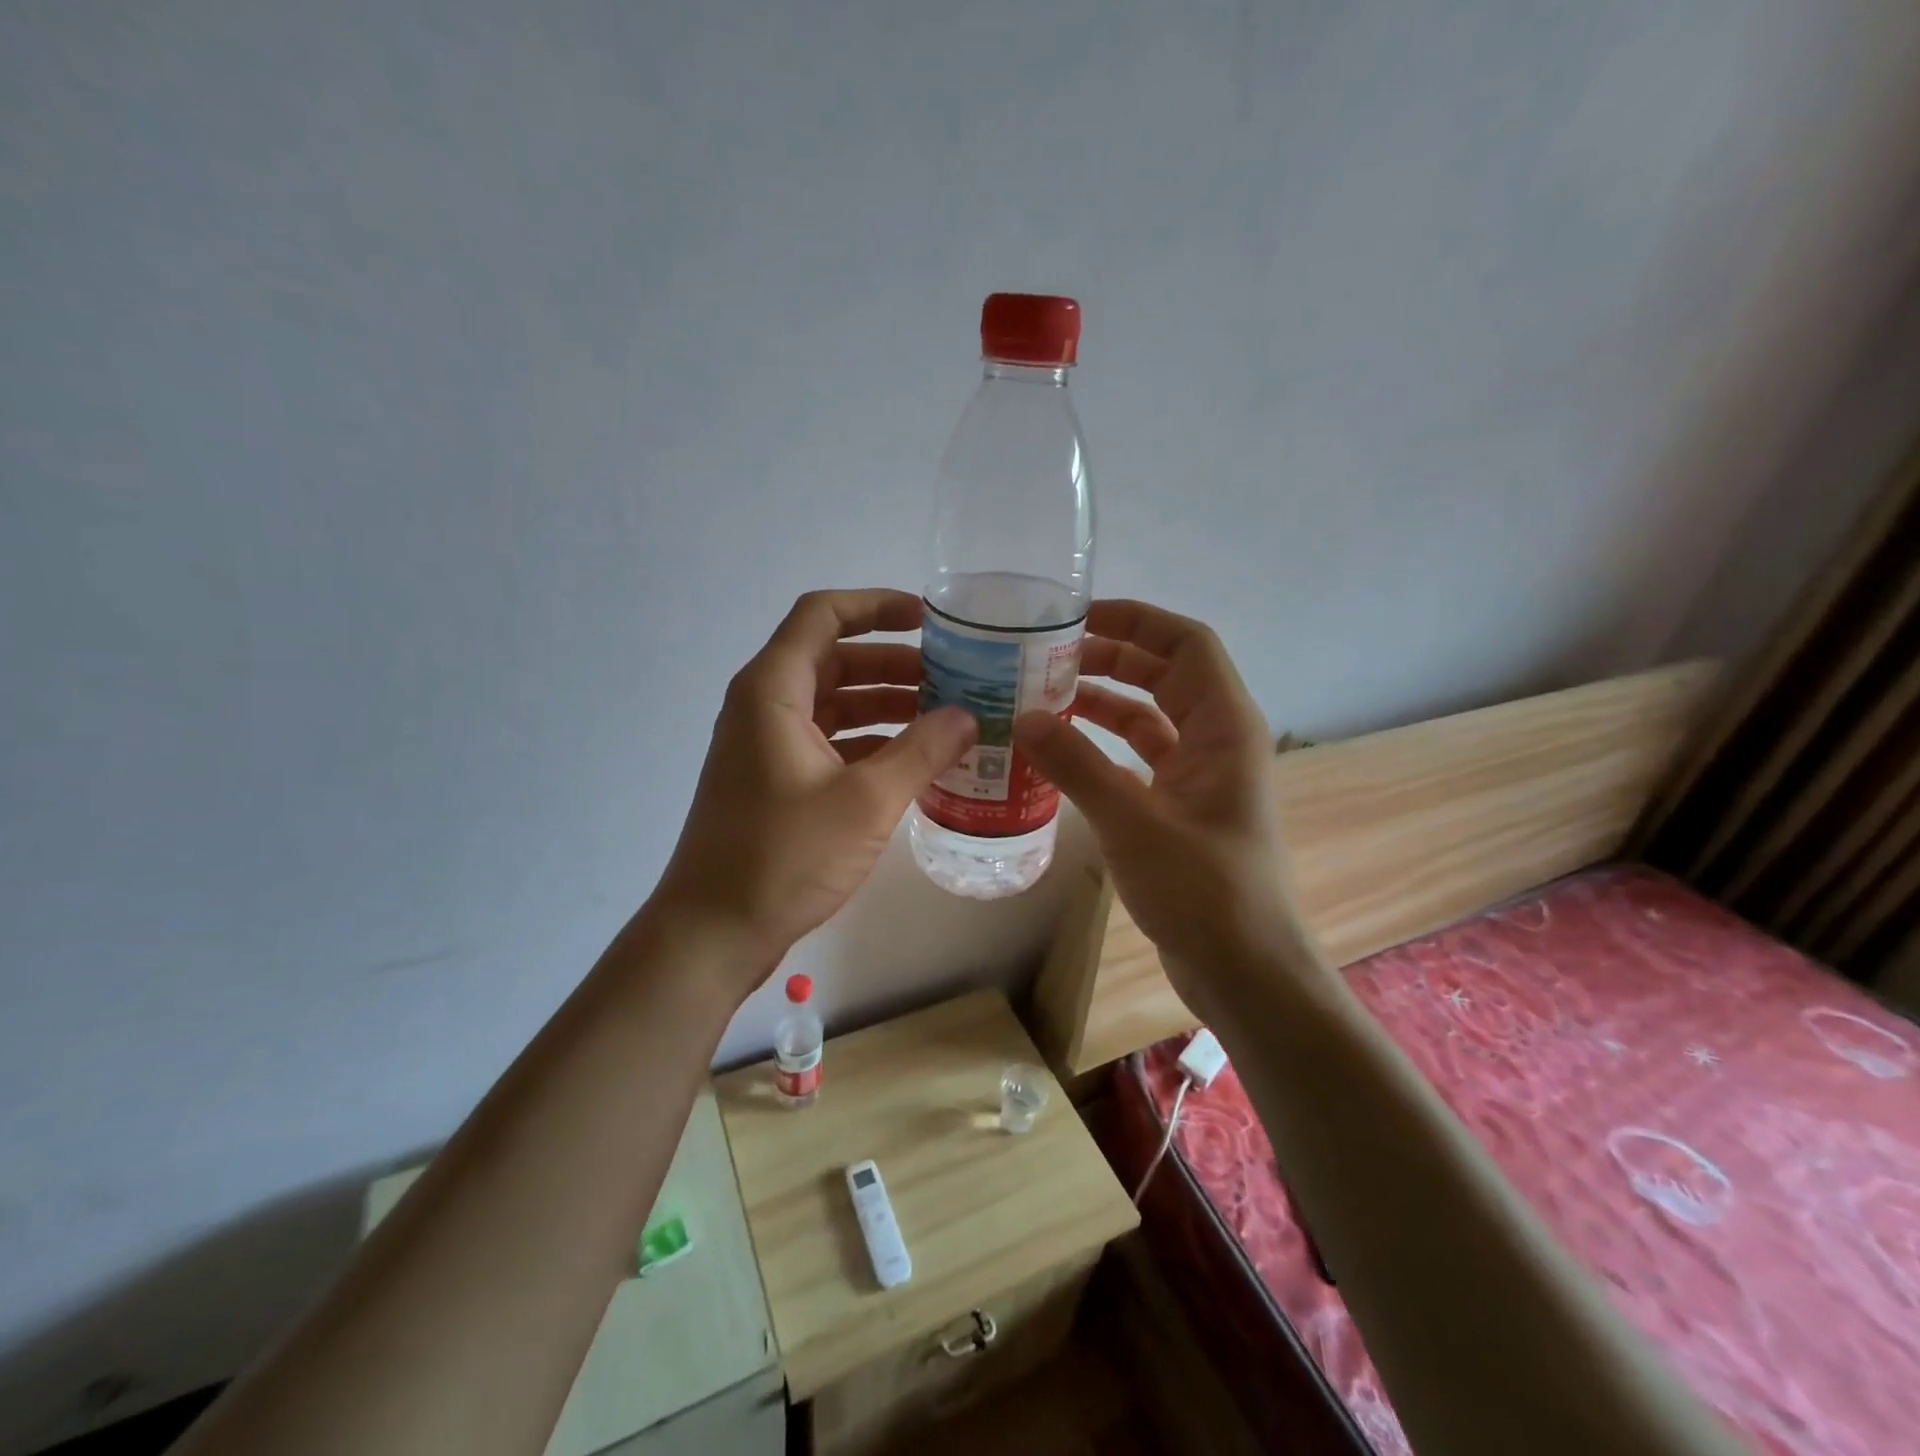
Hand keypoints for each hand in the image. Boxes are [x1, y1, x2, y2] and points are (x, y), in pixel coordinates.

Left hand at [651, 589, 975, 993]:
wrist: (713, 931)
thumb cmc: (783, 856)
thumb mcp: (866, 800)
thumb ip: (922, 750)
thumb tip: (968, 715)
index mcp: (773, 690)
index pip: (823, 615)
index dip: (876, 605)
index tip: (928, 619)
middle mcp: (765, 706)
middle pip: (834, 658)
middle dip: (894, 663)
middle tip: (953, 678)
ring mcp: (767, 745)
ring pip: (834, 703)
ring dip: (886, 705)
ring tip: (945, 719)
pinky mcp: (775, 781)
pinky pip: (829, 741)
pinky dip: (870, 742)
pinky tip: (914, 763)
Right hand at [1014, 600, 1310, 1011]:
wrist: (1244, 971)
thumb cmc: (1203, 889)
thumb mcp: (1132, 821)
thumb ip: (1076, 765)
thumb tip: (1022, 717)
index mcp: (1223, 726)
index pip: (1186, 643)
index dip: (1136, 620)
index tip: (1077, 617)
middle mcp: (1216, 740)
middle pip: (1164, 674)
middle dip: (1109, 657)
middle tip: (1045, 657)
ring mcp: (1198, 776)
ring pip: (1148, 717)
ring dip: (1102, 702)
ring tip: (1043, 697)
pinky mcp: (1179, 808)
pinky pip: (1138, 759)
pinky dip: (1102, 748)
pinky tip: (1060, 752)